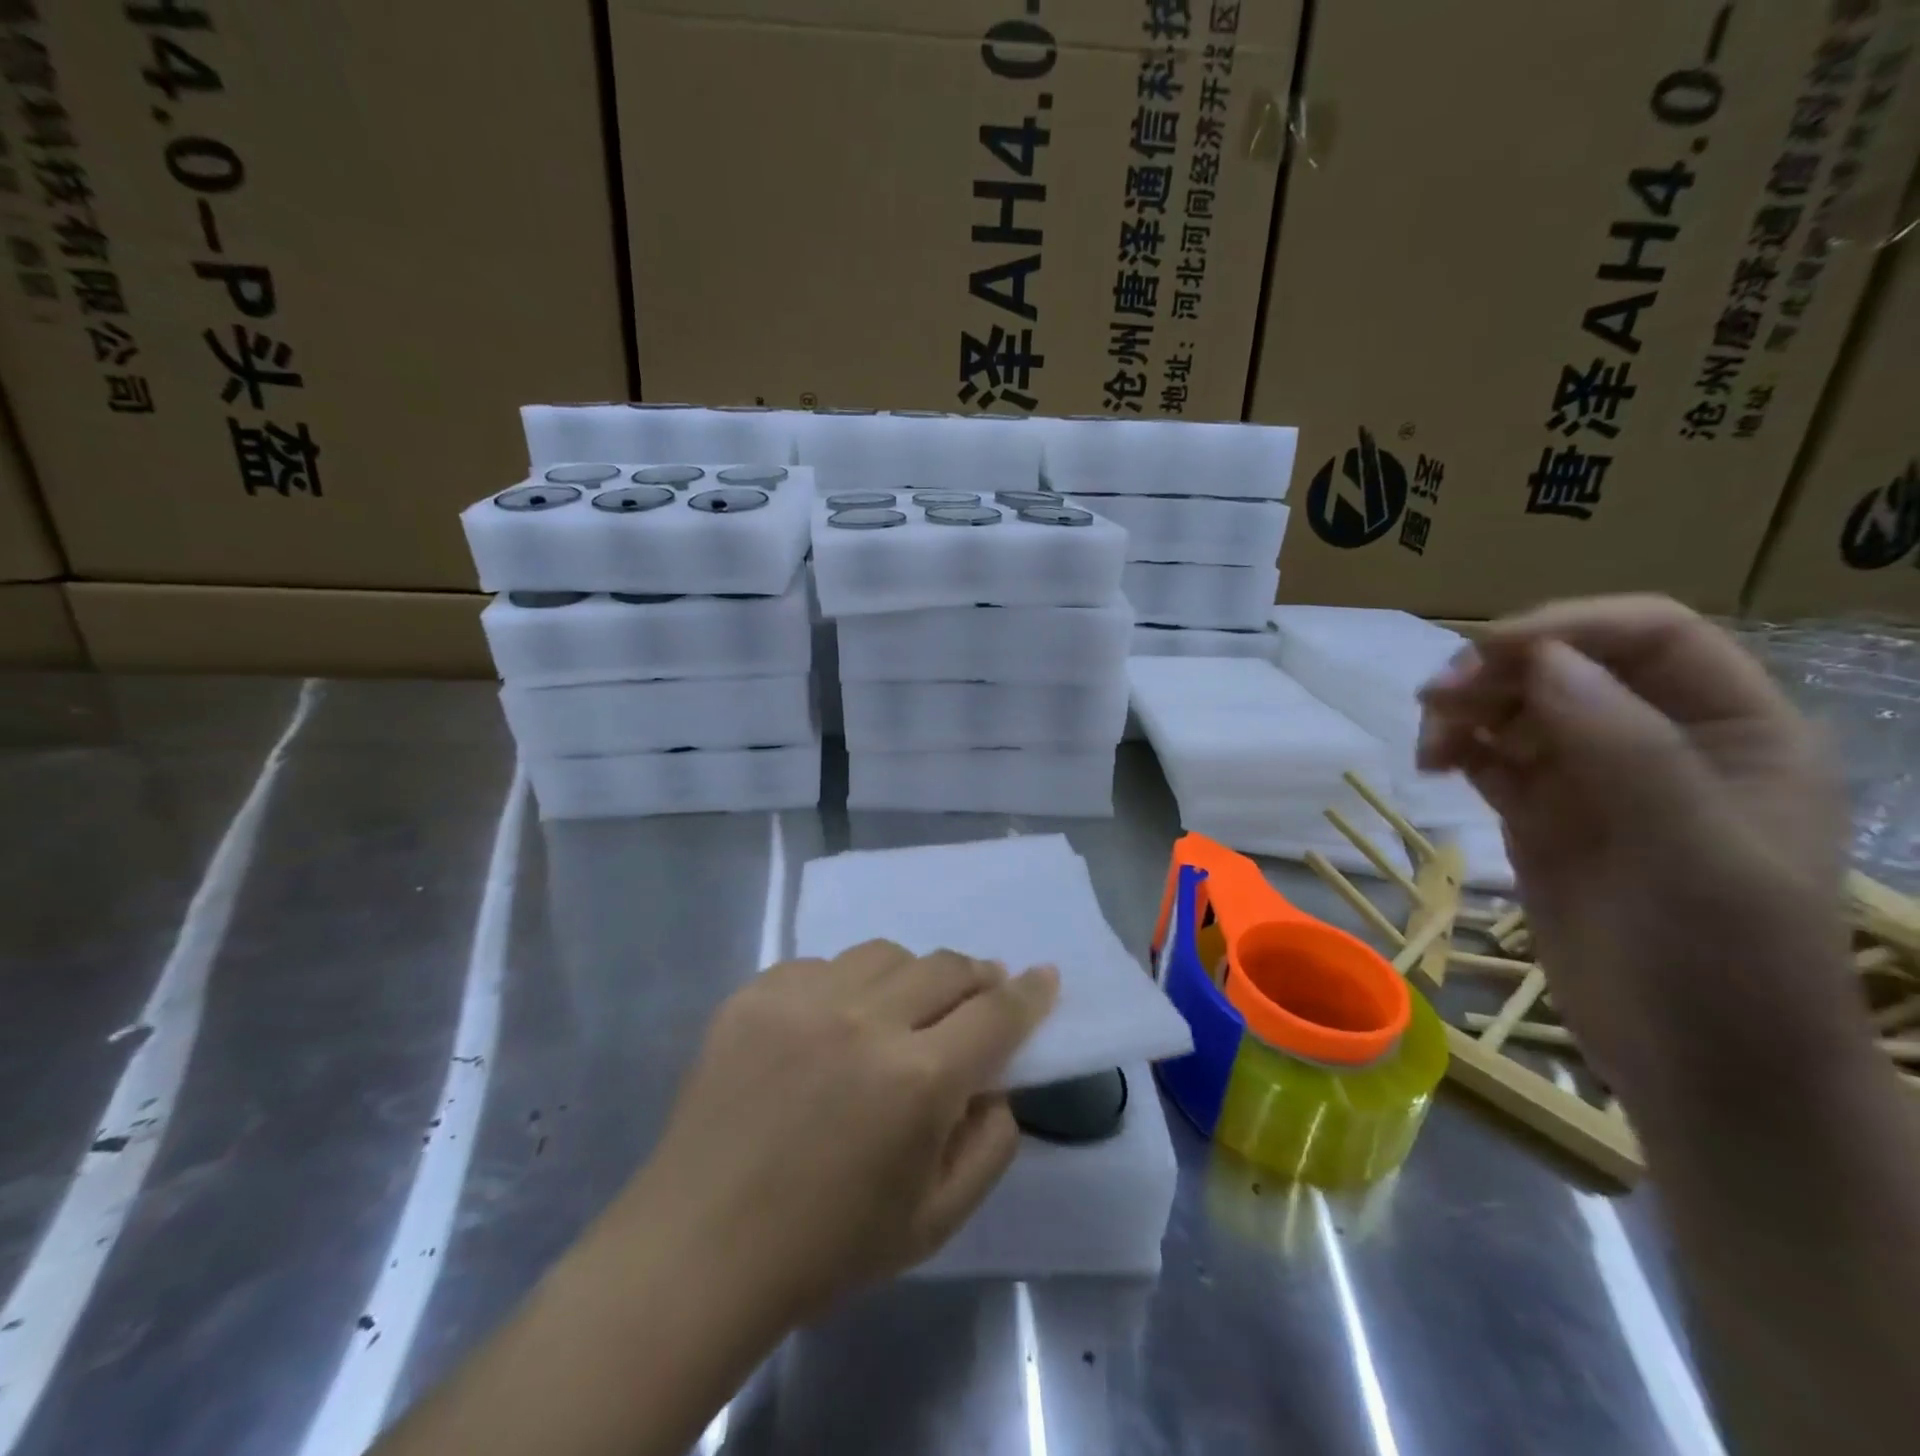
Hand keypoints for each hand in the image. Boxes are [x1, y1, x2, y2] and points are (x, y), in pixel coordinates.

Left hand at [613, 941, 1056, 1323]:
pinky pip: (821, 966)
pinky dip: (843, 986)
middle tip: (980, 990)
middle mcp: (866, 1020)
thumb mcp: (935, 1221)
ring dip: (910, 974)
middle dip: (976, 976)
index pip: (996, 1013)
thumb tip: (997, 1083)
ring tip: (904, 1004)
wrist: (701, 1249)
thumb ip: (989, 1145)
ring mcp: (804, 998)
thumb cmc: (827, 1247)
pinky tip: (831, 1022)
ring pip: (884, 953)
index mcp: (918, 1079)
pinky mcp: (756, 993)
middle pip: (945, 967)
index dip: (1029, 993)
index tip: (1045, 976)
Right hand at [1416, 594, 1855, 1108]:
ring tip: (1429, 746)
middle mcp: (1663, 741)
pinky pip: (1494, 757)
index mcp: (1735, 730)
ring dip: (1467, 710)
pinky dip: (1459, 748)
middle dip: (1498, 671)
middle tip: (1435, 701)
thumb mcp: (1695, 852)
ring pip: (1519, 709)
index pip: (1649, 636)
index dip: (1567, 628)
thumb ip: (1627, 747)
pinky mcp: (1544, 816)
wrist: (1699, 1070)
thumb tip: (1542, 661)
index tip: (1484, 654)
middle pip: (1568, 665)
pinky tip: (1435, 764)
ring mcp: (1597, 781)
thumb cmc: (1727, 964)